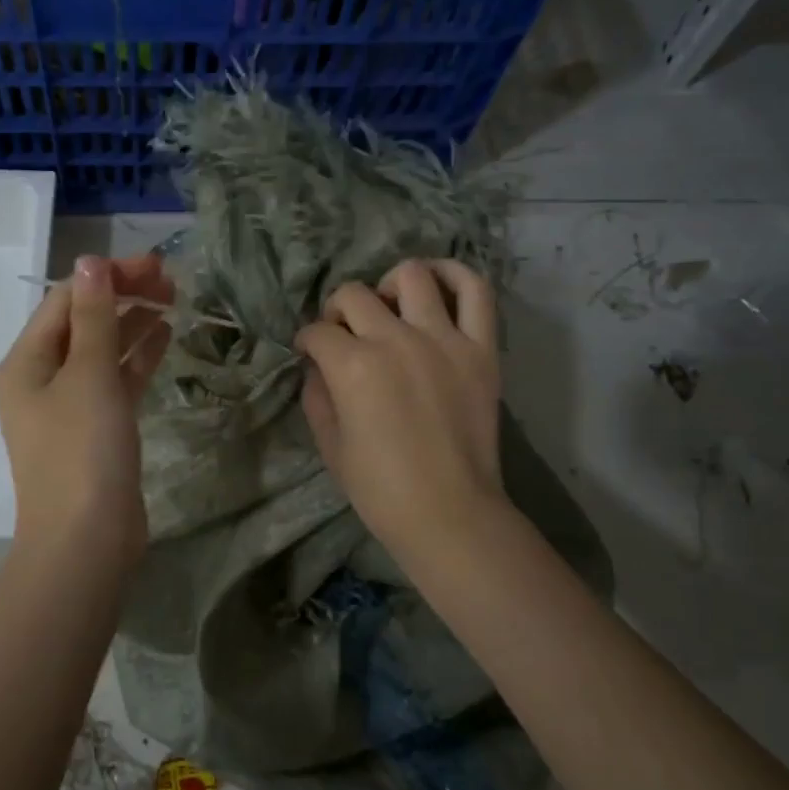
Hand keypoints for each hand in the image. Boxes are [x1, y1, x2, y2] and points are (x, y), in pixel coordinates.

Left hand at [0, 254, 173, 572]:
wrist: (87, 541)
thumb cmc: (82, 451)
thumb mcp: (89, 375)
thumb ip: (93, 317)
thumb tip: (92, 262)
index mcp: (25, 363)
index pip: (65, 301)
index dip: (107, 277)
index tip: (154, 267)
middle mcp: (40, 380)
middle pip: (81, 323)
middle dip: (122, 297)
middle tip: (171, 282)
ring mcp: (68, 407)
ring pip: (101, 351)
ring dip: (132, 324)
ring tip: (173, 302)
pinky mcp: (95, 430)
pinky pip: (115, 382)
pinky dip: (137, 359)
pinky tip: (164, 338)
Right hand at [295, 259, 503, 562]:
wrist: (448, 513)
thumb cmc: (380, 488)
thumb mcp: (329, 444)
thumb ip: (316, 394)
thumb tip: (317, 365)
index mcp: (352, 366)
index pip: (317, 331)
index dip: (307, 341)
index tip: (310, 353)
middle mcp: (395, 340)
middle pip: (354, 295)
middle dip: (337, 311)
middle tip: (344, 333)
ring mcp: (443, 339)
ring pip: (411, 276)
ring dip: (389, 285)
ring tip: (390, 307)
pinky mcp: (481, 348)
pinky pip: (475, 291)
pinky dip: (455, 276)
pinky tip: (437, 283)